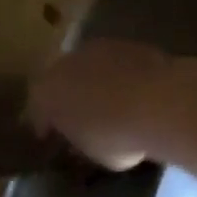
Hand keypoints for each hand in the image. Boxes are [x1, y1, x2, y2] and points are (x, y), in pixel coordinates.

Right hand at [27, 39, 187, 170]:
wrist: (159, 103)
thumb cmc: (115, 137)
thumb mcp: (91, 153)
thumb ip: (79, 141)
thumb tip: (79, 140)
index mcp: (45, 93)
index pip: (37, 111)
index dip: (45, 126)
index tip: (53, 138)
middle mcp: (63, 65)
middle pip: (60, 82)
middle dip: (68, 98)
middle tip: (80, 117)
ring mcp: (96, 49)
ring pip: (88, 69)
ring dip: (94, 83)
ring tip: (110, 104)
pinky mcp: (126, 44)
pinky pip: (115, 65)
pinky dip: (120, 77)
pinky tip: (134, 93)